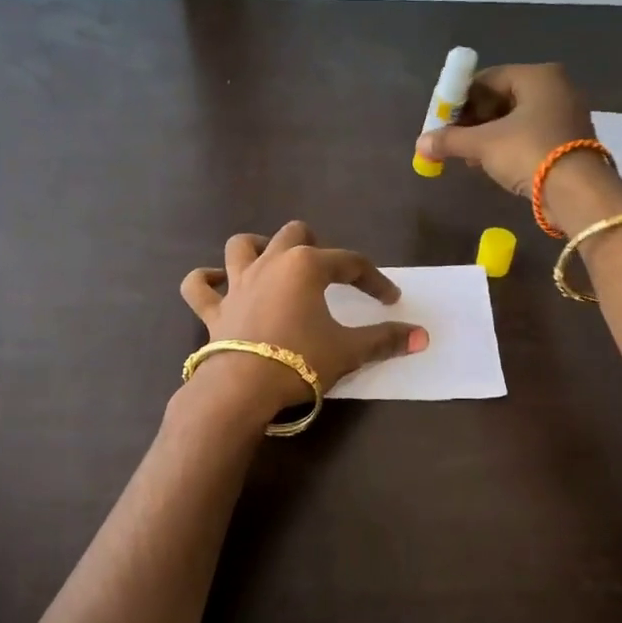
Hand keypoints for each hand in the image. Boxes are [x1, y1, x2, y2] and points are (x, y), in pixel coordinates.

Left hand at [179, 221, 427, 419]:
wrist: (243, 388)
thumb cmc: (300, 361)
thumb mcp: (349, 351)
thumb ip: (385, 340)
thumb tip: (423, 336)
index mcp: (306, 266)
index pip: (350, 263)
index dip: (374, 279)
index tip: (389, 299)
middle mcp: (270, 264)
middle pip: (294, 235)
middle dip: (315, 246)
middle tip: (327, 272)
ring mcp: (237, 284)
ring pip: (241, 246)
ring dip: (257, 248)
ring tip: (270, 261)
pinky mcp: (214, 310)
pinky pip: (199, 287)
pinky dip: (206, 281)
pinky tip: (215, 283)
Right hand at [414, 64, 621, 228]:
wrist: (576, 192)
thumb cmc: (528, 152)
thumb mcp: (483, 145)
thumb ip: (450, 140)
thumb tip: (420, 144)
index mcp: (537, 76)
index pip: (487, 78)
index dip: (460, 98)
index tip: (441, 119)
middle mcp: (555, 87)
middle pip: (502, 97)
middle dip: (473, 119)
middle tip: (452, 139)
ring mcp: (565, 114)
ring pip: (515, 118)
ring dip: (488, 135)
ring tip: (467, 155)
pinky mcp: (569, 140)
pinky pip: (529, 134)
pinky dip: (508, 145)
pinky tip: (489, 162)